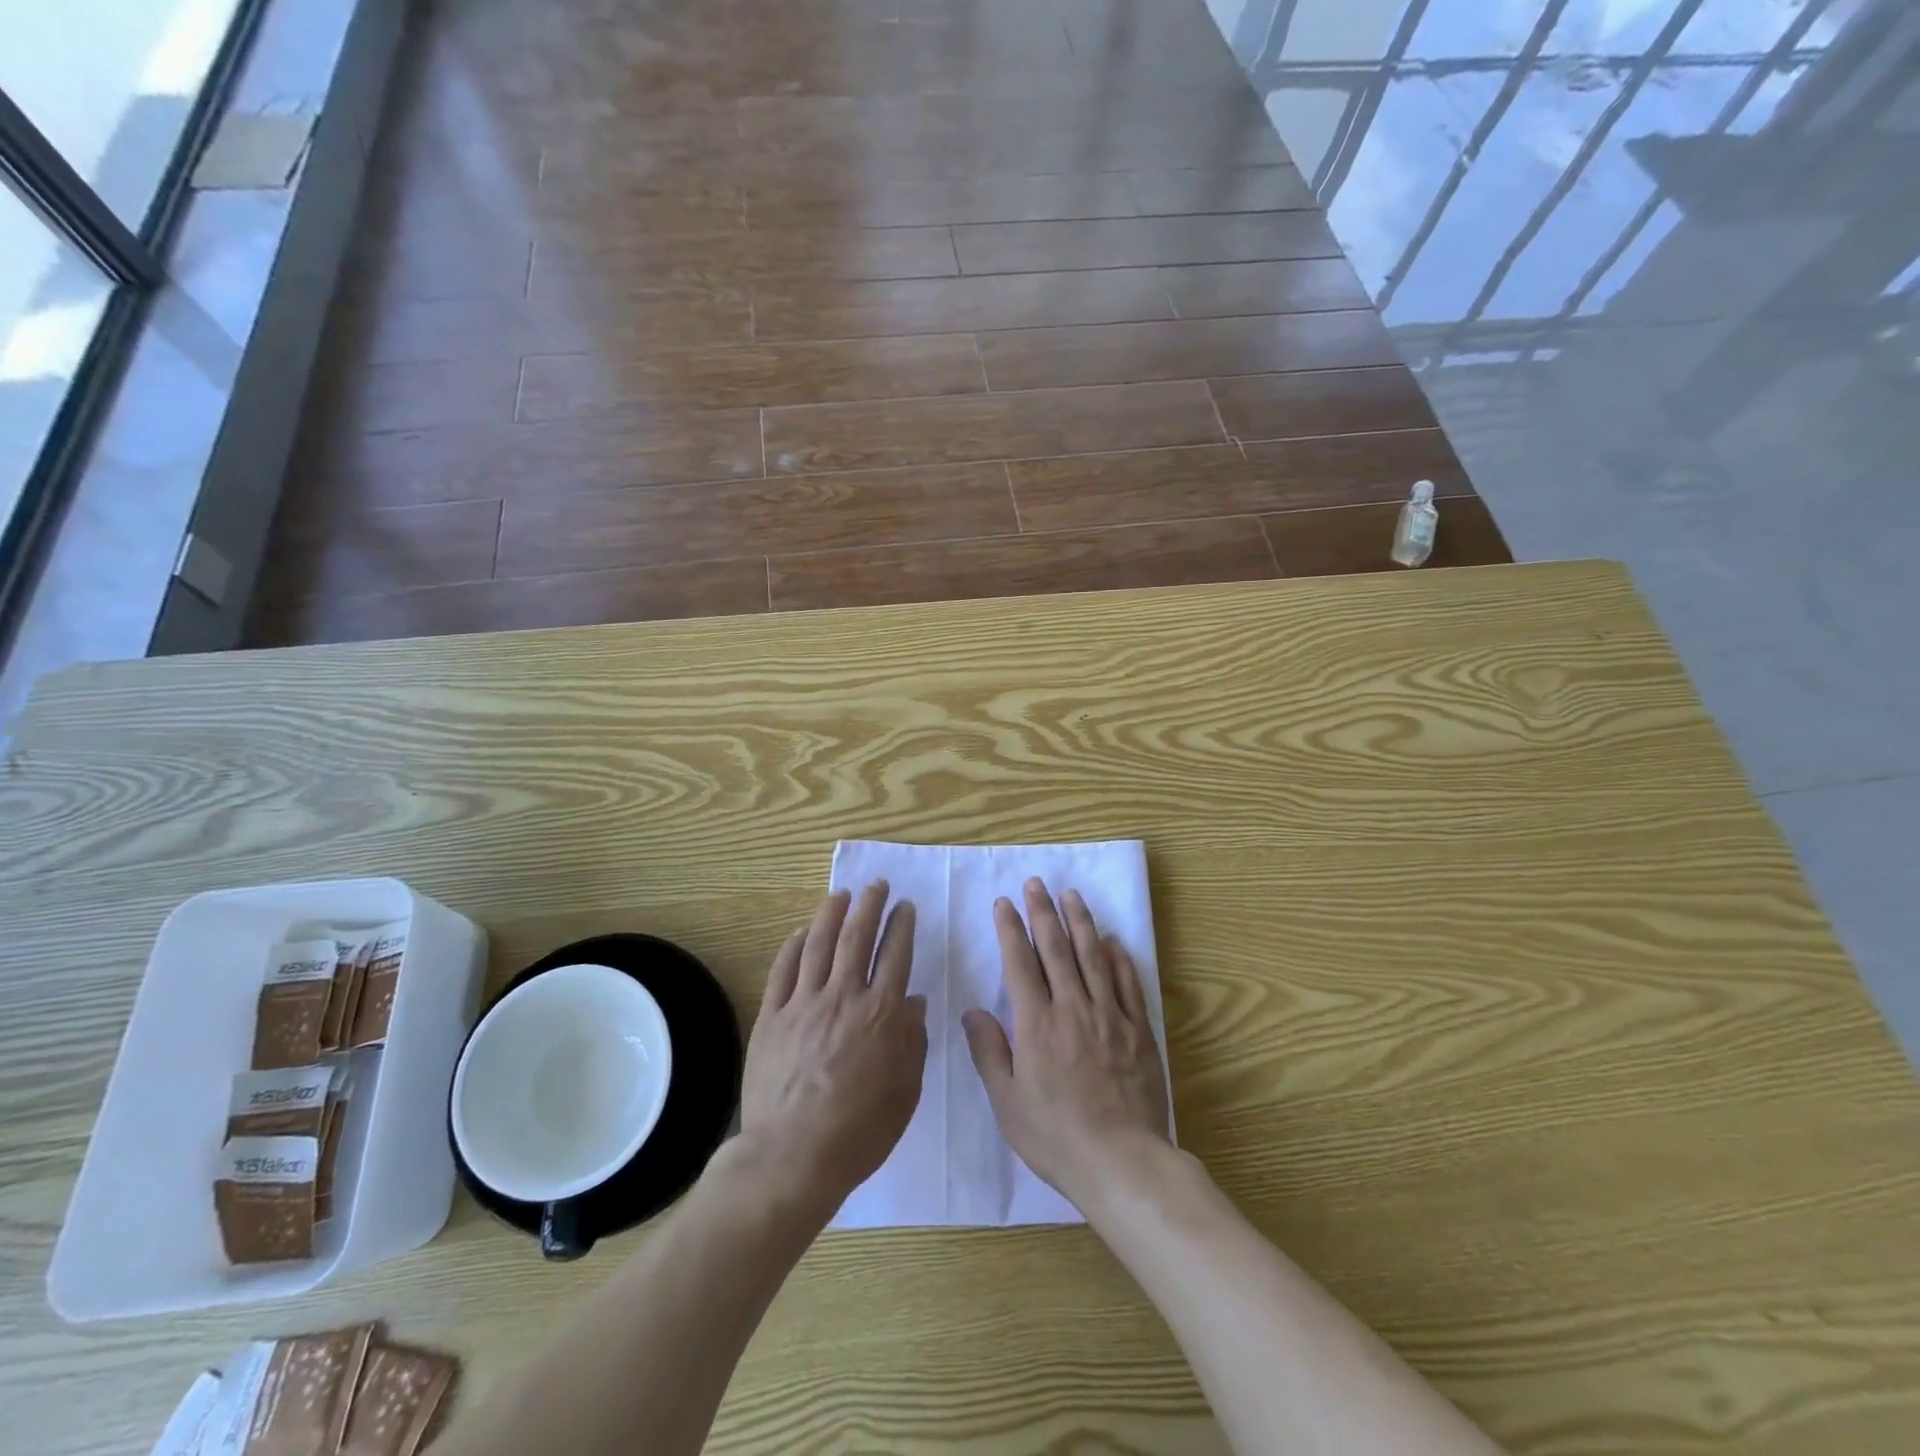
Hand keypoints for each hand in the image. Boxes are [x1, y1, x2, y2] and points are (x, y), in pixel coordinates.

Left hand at [739, 883, 926, 1213]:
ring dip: (831, 914)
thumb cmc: (860, 1130)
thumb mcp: (906, 1090)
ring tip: (841, 894)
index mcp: (881, 1014)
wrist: (793, 1156)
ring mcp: (803, 1004)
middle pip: (857, 937)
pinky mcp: (772, 1016)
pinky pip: (782, 970)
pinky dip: (792, 946)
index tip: (905, 907)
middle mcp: (844, 997)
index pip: (895, 955)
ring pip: (818, 944)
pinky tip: (800, 932)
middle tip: (876, 885)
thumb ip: (913, 1040)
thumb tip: (914, 1000)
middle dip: (870, 905)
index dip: (901, 926)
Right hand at [962, 879, 1171, 1209]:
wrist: (1121, 1161)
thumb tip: (973, 1011)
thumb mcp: (1008, 1102)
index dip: (1010, 929)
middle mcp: (1072, 1008)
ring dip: (1080, 922)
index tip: (1004, 903)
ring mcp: (1109, 1016)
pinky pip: (1127, 983)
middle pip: (1056, 949)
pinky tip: (1111, 940)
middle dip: (1043, 913)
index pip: (1020, 963)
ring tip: (1071, 895)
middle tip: (1036, 883)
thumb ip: (989, 1052)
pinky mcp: (1137, 1029)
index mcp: (1036, 1024)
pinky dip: (1118, 958)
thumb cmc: (1055, 1136)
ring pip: (1092, 957)